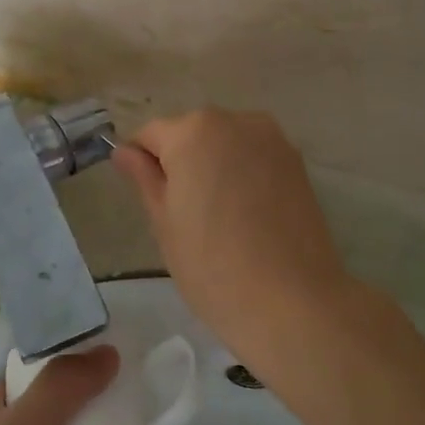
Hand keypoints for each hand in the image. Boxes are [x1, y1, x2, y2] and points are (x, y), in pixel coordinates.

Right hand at [112, 110, 356, 368]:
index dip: (142, 165)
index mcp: (194, 131)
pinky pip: (255, 159)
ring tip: (218, 218)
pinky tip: (247, 218)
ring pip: (226, 145)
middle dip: (181, 163)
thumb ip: (144, 178)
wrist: (293, 303)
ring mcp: (273, 140)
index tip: (147, 200)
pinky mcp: (298, 164)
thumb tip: (125, 152)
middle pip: (192, 134)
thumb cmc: (212, 266)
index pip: (150, 135)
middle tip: (183, 215)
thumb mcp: (164, 223)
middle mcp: (236, 121)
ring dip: (214, 168)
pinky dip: (243, 177)